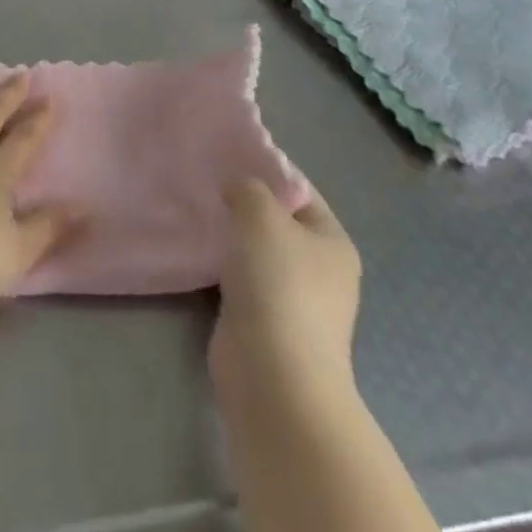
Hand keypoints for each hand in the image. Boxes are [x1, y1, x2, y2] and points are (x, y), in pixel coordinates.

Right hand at [209, 179, 361, 399]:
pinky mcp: (265, 324)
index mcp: (333, 241)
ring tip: (198, 211)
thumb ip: (248, 188)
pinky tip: (198, 250)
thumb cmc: (278, 283)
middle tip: (207, 181)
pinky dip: (223, 267)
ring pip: (257, 252)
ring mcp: (294, 301)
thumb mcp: (261, 214)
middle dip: (244, 203)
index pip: (299, 190)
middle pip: (278, 222)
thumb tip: (238, 190)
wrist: (273, 375)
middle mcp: (321, 271)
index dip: (266, 169)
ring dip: (231, 237)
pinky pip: (242, 280)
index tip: (228, 156)